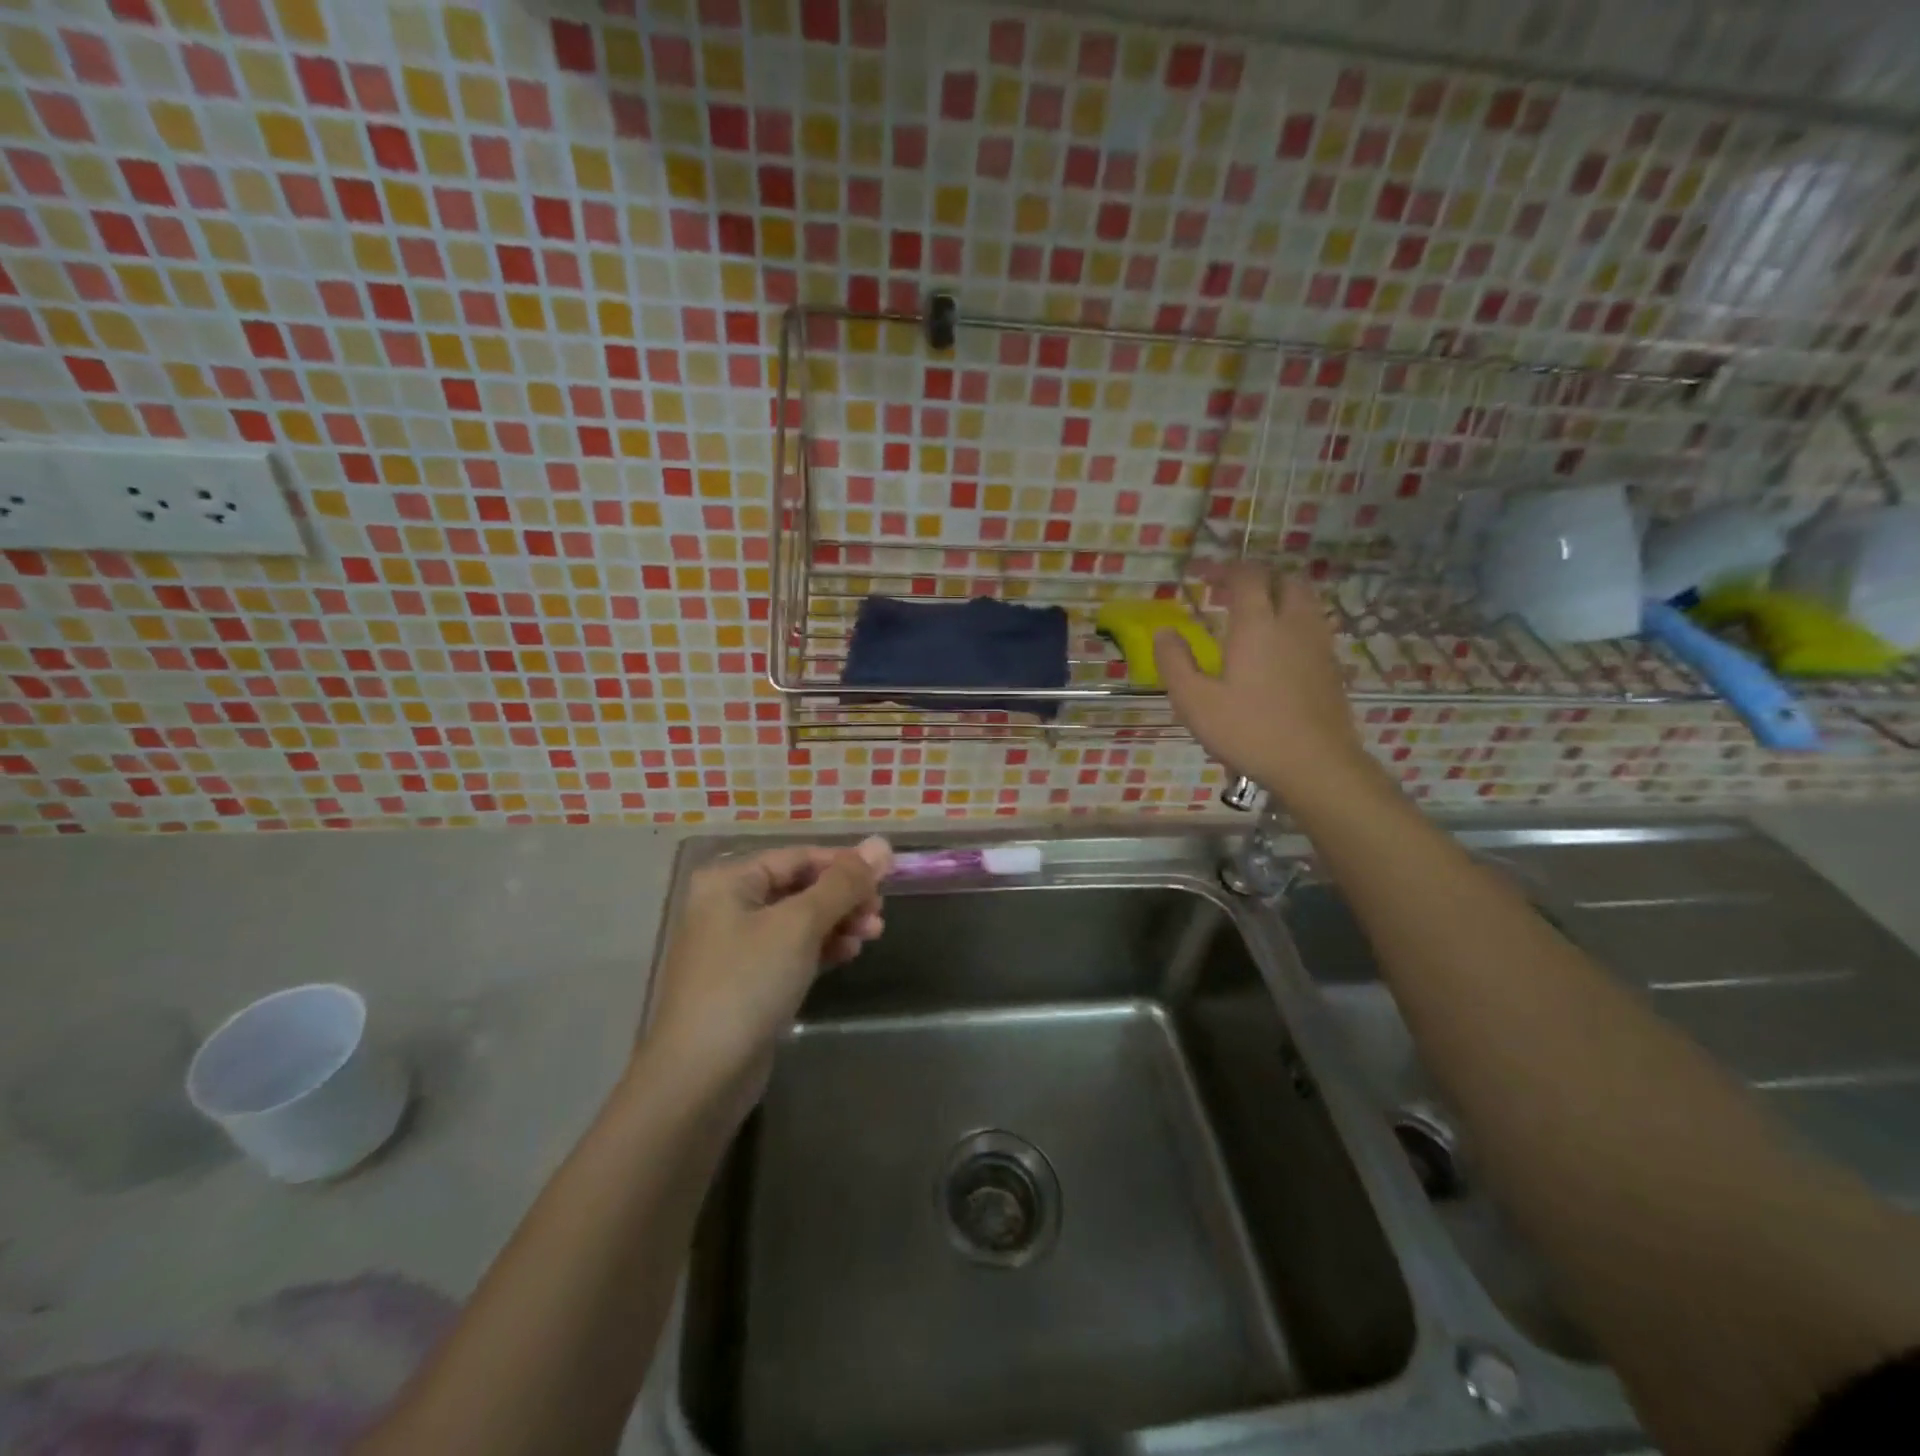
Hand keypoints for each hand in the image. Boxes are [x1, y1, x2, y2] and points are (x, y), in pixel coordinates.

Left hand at [643, 837, 892, 1104]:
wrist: (701, 1076)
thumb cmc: (748, 983)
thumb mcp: (800, 925)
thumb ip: (843, 883)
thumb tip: (882, 842)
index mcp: (729, 880)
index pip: (798, 856)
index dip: (844, 863)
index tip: (887, 878)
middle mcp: (728, 905)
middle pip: (800, 886)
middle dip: (844, 897)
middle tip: (879, 915)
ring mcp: (736, 945)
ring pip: (799, 920)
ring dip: (838, 922)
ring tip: (871, 935)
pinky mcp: (748, 981)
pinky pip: (792, 950)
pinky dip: (821, 947)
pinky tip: (848, 953)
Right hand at [1155, 564, 1370, 803]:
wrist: (1316, 765)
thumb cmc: (1249, 731)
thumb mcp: (1195, 702)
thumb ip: (1175, 663)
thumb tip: (1164, 632)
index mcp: (1258, 625)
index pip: (1247, 576)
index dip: (1224, 569)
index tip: (1201, 575)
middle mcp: (1293, 624)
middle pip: (1283, 580)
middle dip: (1256, 578)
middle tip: (1229, 592)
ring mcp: (1319, 645)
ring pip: (1304, 601)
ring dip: (1278, 596)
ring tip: (1254, 616)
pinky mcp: (1332, 668)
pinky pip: (1313, 627)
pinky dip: (1292, 622)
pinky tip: (1277, 650)